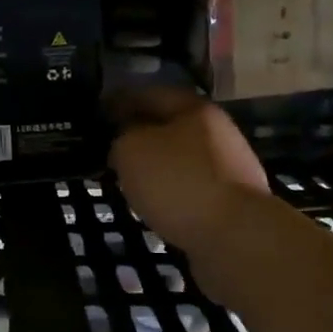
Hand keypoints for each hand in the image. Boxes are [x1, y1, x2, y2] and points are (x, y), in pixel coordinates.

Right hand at [108, 88, 269, 256]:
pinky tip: (155, 204)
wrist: (235, 237)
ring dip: (156, 166)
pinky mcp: (232, 202)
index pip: (149, 94)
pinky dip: (171, 192)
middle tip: (110, 149)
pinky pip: (192, 188)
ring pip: (181, 159)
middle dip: (140, 135)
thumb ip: (121, 138)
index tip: (97, 114)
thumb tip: (125, 143)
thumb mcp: (131, 150)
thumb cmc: (178, 182)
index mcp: (195, 109)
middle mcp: (217, 132)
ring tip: (129, 180)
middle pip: (170, 126)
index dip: (120, 101)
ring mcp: (229, 168)